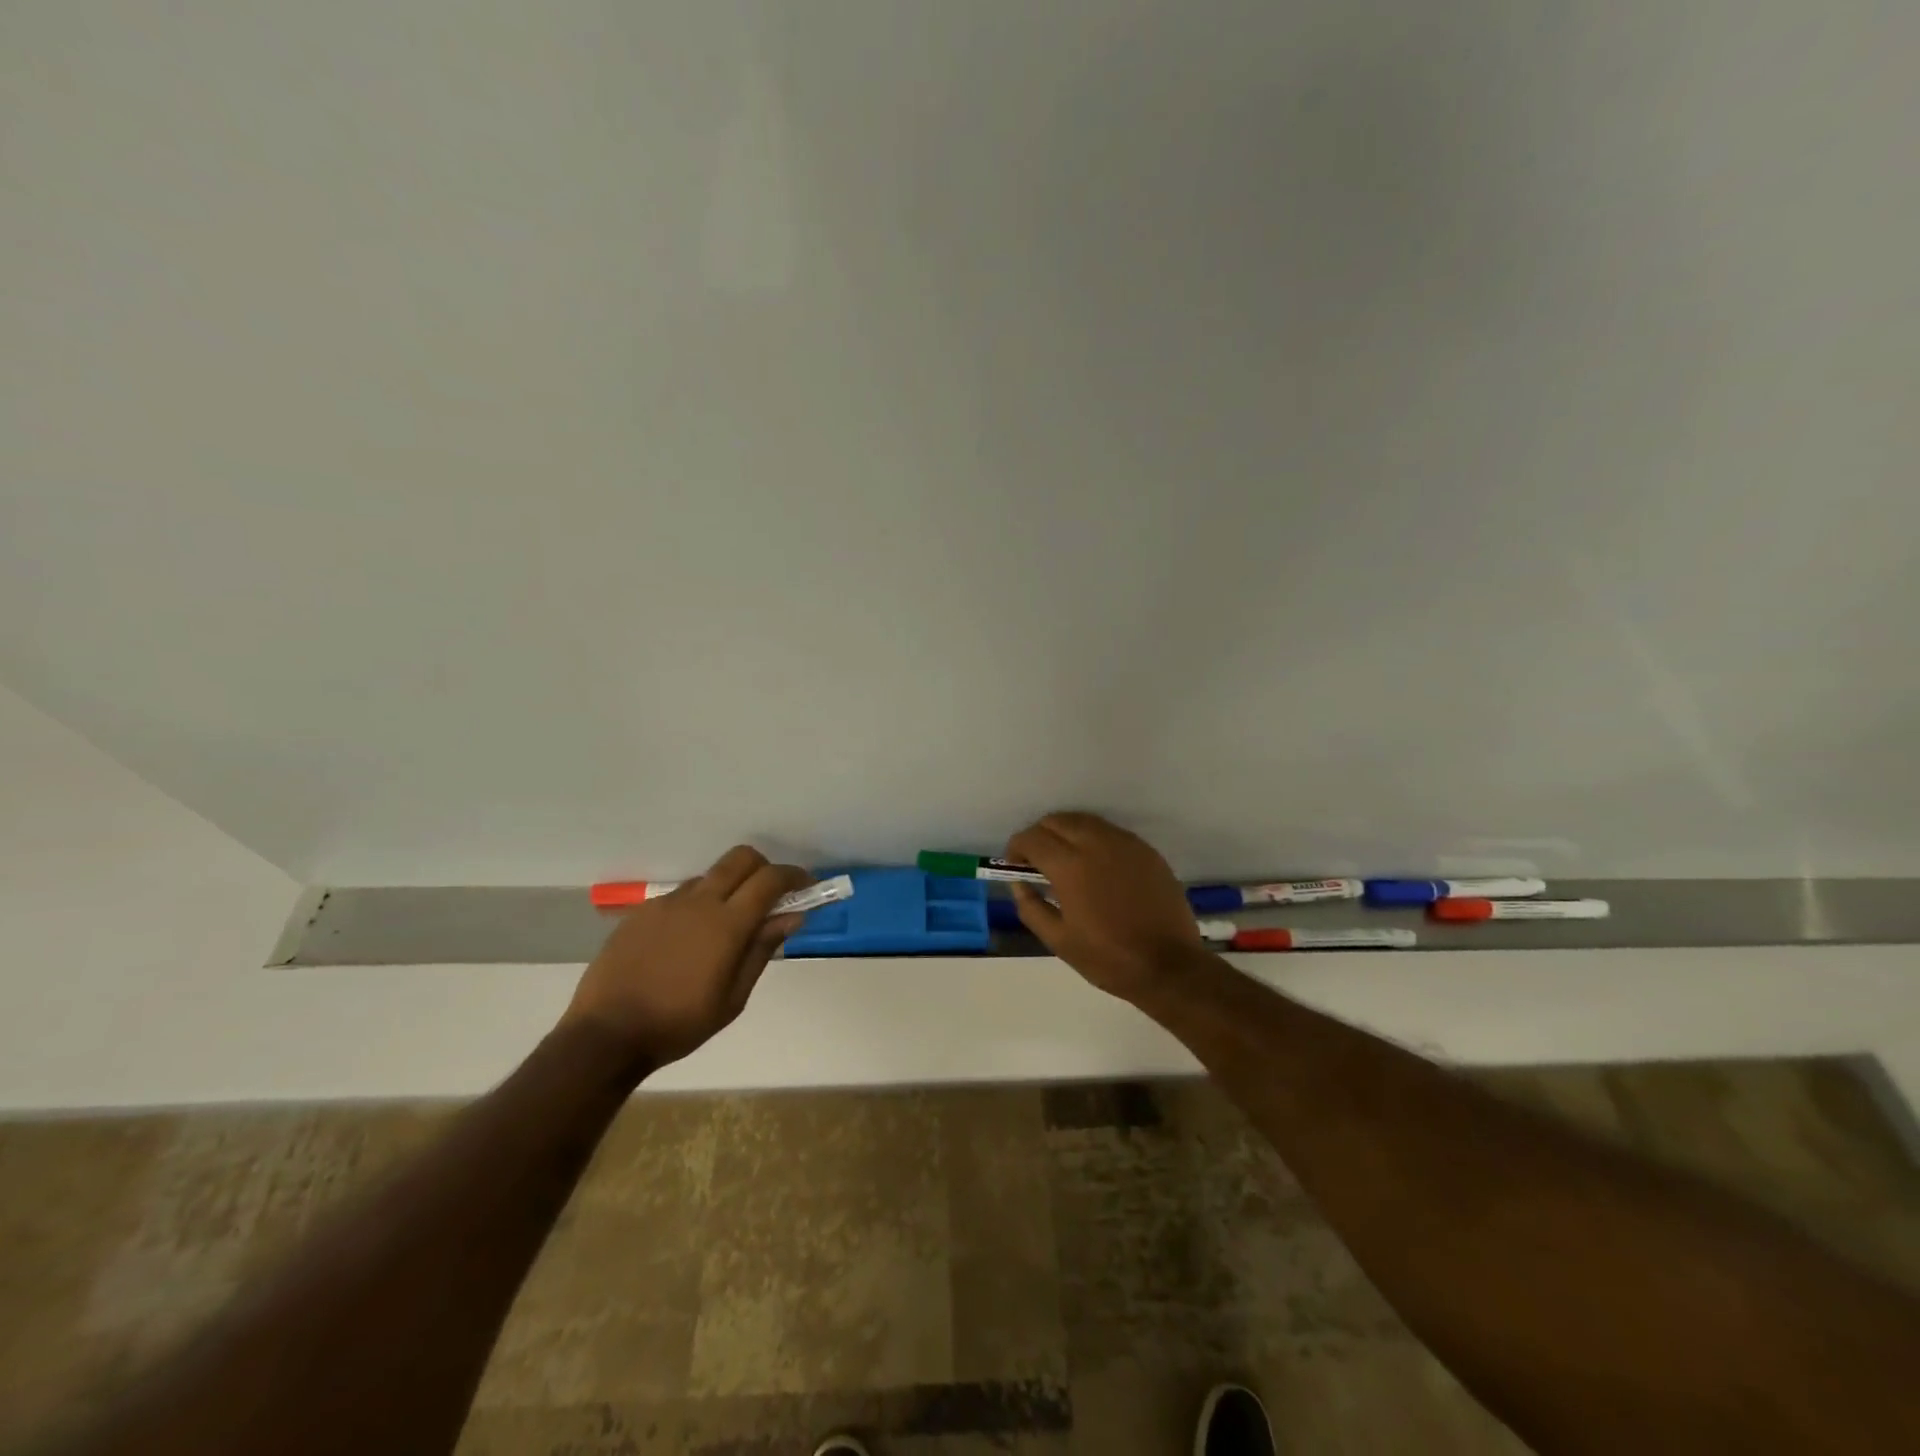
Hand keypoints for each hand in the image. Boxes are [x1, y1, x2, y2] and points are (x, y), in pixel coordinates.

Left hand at [563, 846, 811, 1066]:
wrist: (605, 1035)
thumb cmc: (679, 1024)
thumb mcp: (733, 998)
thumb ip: (762, 950)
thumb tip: (791, 917)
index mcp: (726, 924)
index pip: (770, 879)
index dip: (794, 877)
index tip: (807, 887)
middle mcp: (699, 901)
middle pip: (741, 858)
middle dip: (764, 868)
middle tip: (771, 896)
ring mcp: (667, 903)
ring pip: (710, 876)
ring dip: (729, 888)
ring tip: (726, 927)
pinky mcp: (642, 912)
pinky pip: (681, 896)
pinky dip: (698, 905)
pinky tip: (689, 941)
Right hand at [1005, 812, 1207, 1002]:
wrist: (1170, 966)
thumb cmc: (1108, 958)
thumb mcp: (1058, 940)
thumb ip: (1031, 906)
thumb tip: (1018, 883)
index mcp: (1070, 865)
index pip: (1031, 838)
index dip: (1016, 849)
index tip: (1015, 866)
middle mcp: (1096, 843)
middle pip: (1056, 821)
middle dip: (1040, 836)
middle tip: (1038, 863)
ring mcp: (1125, 843)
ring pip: (1084, 821)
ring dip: (1066, 833)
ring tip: (1066, 861)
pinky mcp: (1146, 850)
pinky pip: (1110, 832)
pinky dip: (1093, 839)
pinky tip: (1097, 866)